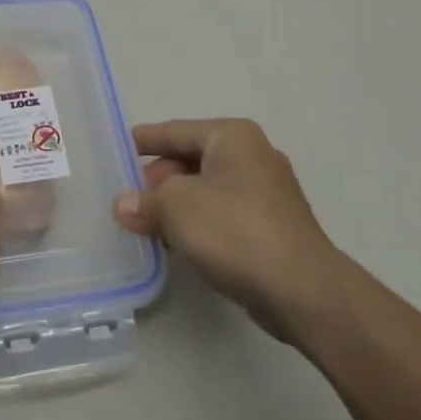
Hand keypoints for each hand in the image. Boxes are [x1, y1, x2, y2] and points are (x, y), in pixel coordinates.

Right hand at [114, 118, 341, 340]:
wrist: (301, 289)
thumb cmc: (234, 230)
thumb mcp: (176, 208)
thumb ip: (145, 203)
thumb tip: (123, 206)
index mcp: (232, 136)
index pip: (177, 130)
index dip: (145, 140)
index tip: (119, 148)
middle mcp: (253, 155)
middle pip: (193, 159)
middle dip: (160, 180)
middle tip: (130, 199)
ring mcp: (268, 192)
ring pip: (209, 189)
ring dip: (178, 205)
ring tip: (148, 225)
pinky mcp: (274, 226)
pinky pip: (225, 214)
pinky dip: (201, 223)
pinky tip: (180, 244)